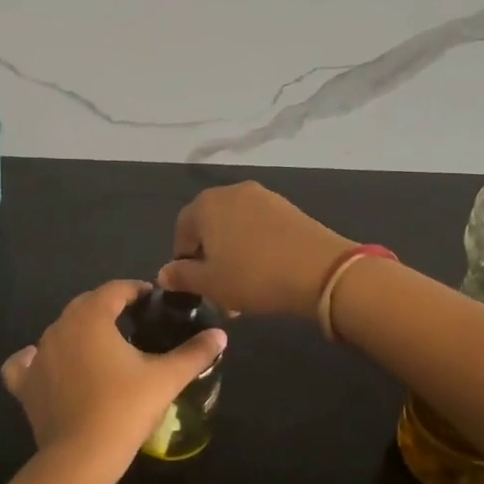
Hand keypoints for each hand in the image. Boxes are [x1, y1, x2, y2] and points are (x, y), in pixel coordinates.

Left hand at [1, 280, 227, 483]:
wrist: (81, 457)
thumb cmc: (125, 409)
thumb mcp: (166, 378)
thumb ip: (194, 353)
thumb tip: (221, 334)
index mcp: (91, 316)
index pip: (116, 289)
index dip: (137, 291)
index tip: (154, 302)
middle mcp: (59, 326)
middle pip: (87, 305)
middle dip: (110, 309)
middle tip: (135, 324)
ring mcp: (38, 354)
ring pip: (60, 330)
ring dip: (81, 332)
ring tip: (104, 348)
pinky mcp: (24, 383)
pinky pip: (27, 362)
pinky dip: (37, 359)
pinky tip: (50, 366)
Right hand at [157, 182, 354, 320]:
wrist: (320, 271)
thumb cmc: (253, 276)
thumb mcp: (210, 283)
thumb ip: (182, 276)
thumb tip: (163, 273)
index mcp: (206, 205)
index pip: (182, 230)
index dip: (183, 259)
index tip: (193, 284)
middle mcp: (232, 192)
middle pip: (210, 226)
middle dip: (210, 258)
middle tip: (217, 290)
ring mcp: (264, 197)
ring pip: (236, 229)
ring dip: (233, 255)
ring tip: (242, 288)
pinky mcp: (288, 208)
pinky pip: (260, 228)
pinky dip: (255, 248)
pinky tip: (265, 274)